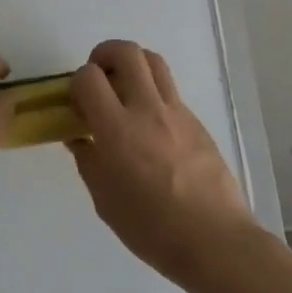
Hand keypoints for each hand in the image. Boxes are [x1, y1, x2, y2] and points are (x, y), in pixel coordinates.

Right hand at [68, 40, 256, 283]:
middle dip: (104, 55)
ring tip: (123, 89)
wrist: (215, 241)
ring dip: (132, 64)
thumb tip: (80, 138)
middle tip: (98, 78)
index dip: (76, 83)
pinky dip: (152, 92)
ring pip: (153, 61)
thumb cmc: (152, 228)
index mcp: (117, 129)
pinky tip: (149, 126)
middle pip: (126, 52)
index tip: (76, 105)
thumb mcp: (105, 200)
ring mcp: (176, 112)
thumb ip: (89, 161)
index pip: (88, 77)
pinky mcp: (196, 122)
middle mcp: (147, 109)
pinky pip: (170, 90)